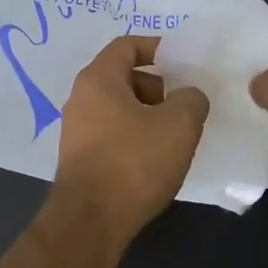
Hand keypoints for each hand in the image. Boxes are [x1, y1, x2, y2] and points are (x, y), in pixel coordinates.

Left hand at [54, 36, 209, 245]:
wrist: (91, 221)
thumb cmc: (134, 162)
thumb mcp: (179, 125)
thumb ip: (191, 99)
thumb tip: (187, 98)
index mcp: (98, 79)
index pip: (126, 45)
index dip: (156, 48)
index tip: (182, 62)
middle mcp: (80, 98)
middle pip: (123, 77)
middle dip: (157, 87)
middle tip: (182, 108)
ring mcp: (76, 130)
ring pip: (118, 108)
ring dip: (147, 115)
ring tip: (173, 138)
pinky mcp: (79, 158)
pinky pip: (112, 133)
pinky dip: (134, 137)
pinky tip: (153, 160)